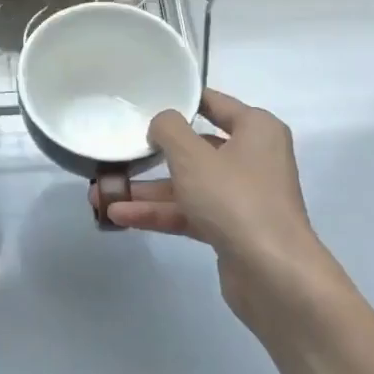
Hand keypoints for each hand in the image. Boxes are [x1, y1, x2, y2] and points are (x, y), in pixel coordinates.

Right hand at [94, 88, 353, 334]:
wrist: (273, 273)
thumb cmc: (235, 198)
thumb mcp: (193, 156)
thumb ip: (169, 130)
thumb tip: (161, 122)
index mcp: (256, 129)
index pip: (213, 103)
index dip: (180, 100)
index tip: (144, 101)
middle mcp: (252, 158)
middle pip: (195, 148)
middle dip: (152, 155)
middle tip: (116, 153)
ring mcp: (241, 196)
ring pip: (187, 185)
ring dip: (146, 191)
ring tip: (100, 194)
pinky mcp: (230, 228)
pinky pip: (188, 213)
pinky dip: (158, 213)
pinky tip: (120, 216)